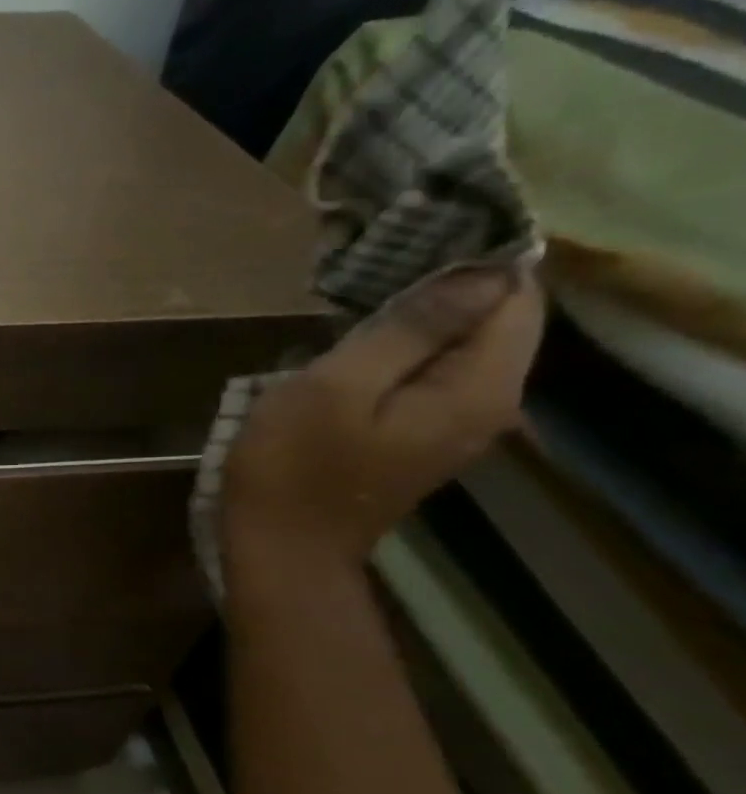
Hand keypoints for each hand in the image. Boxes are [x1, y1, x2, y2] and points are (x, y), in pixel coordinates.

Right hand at [223, 266, 544, 568]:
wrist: (280, 550)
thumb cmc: (294, 468)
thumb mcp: (336, 388)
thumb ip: (408, 329)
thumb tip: (479, 272)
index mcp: (477, 389)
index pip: (513, 297)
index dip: (471, 261)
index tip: (407, 242)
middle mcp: (487, 405)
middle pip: (490, 321)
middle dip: (440, 287)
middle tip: (368, 268)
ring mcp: (453, 425)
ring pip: (455, 348)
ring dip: (412, 319)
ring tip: (352, 300)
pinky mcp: (418, 437)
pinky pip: (427, 375)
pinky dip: (398, 351)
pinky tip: (350, 345)